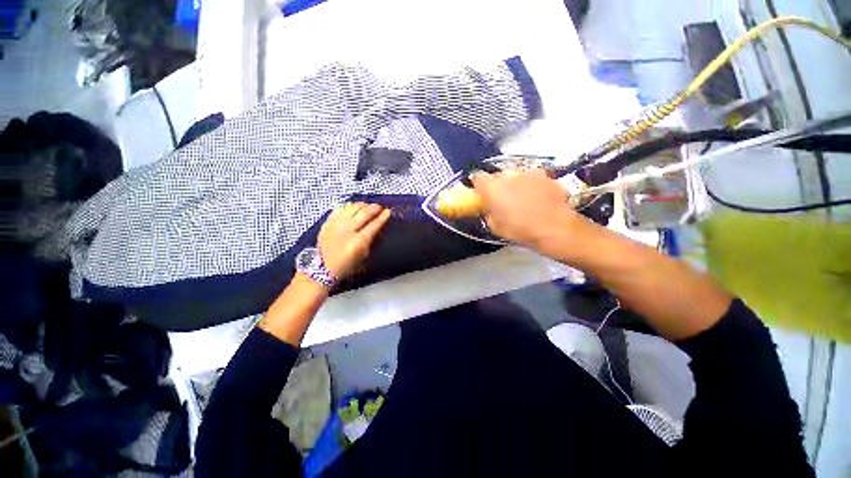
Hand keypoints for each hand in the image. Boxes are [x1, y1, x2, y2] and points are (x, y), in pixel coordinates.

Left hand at [318, 202, 390, 278]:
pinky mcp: (327, 223)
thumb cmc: (347, 265)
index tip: (388, 211)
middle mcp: (347, 231)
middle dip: (374, 208)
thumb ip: (371, 240)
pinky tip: (353, 206)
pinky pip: (339, 209)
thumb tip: (378, 228)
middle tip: (380, 207)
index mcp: (358, 242)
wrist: (323, 269)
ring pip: (352, 208)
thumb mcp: (364, 255)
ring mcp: (335, 225)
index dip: (383, 217)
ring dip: (362, 205)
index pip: (374, 225)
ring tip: (368, 205)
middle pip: (364, 213)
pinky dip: (348, 206)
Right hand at [471, 170, 583, 249]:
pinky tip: (538, 198)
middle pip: (497, 176)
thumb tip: (489, 208)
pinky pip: (533, 178)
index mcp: (492, 188)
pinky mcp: (545, 175)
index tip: (480, 193)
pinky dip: (532, 185)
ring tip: (522, 199)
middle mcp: (508, 175)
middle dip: (497, 185)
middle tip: (502, 199)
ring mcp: (528, 173)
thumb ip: (488, 213)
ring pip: (516, 176)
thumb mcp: (495, 227)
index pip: (477, 178)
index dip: (478, 185)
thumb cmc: (520, 230)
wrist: (555, 228)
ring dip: (515, 184)